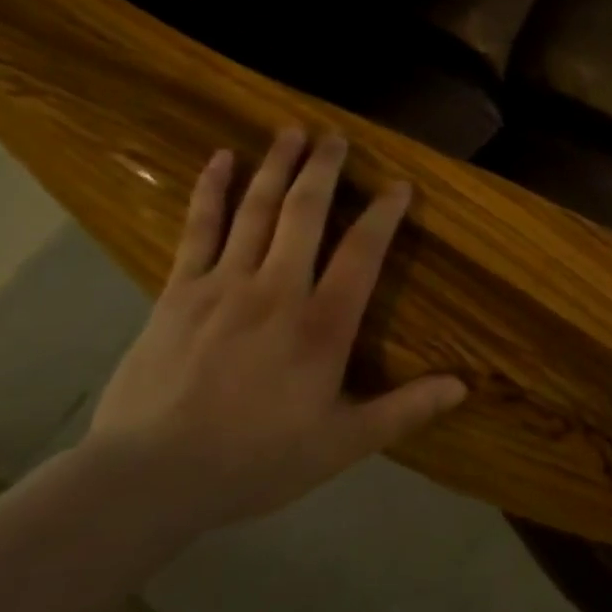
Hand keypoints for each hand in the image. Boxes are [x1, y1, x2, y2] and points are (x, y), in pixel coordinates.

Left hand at [87, 128, 466, 534]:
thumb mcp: (341, 444)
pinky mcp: (178, 292)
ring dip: (277, 166)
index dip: (384, 213)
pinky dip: (210, 192)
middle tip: (336, 135)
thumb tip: (463, 387)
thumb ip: (404, 410)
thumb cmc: (255, 460)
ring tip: (292, 131)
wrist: (148, 480)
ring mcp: (224, 285)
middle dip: (324, 169)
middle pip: (305, 213)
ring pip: (256, 211)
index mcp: (321, 324)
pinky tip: (220, 160)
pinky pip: (198, 230)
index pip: (362, 252)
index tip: (400, 185)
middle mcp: (277, 290)